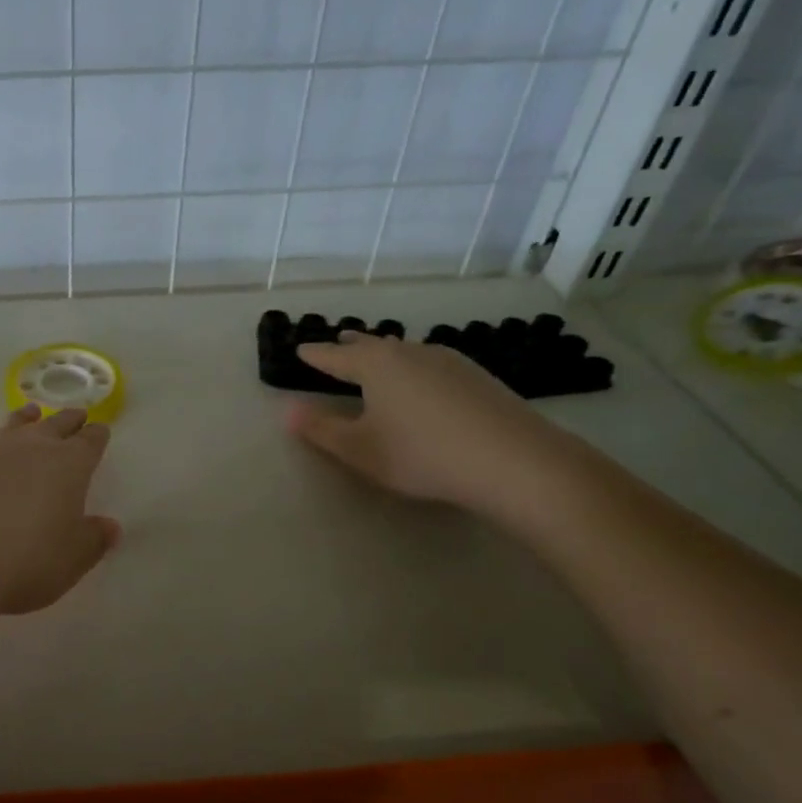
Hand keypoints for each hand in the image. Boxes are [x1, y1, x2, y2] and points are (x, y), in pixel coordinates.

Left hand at [0, 405, 120, 617]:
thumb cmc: (18, 564)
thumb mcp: (69, 562)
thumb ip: (92, 540)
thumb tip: (109, 526)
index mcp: (66, 466)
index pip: (88, 444)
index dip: (96, 437)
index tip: (101, 430)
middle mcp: (24, 448)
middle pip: (52, 426)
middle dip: (66, 421)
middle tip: (75, 415)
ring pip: (7, 427)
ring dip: (21, 421)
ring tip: (29, 413)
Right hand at [286, 331, 576, 515]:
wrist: (513, 460)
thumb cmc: (422, 454)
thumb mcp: (361, 450)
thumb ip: (321, 430)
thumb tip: (287, 411)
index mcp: (376, 365)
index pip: (335, 357)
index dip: (315, 355)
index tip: (300, 349)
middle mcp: (410, 353)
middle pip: (373, 345)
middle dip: (351, 346)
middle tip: (338, 342)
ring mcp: (448, 361)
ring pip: (405, 351)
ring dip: (385, 354)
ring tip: (377, 357)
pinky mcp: (477, 376)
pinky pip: (430, 363)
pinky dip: (413, 366)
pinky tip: (422, 381)